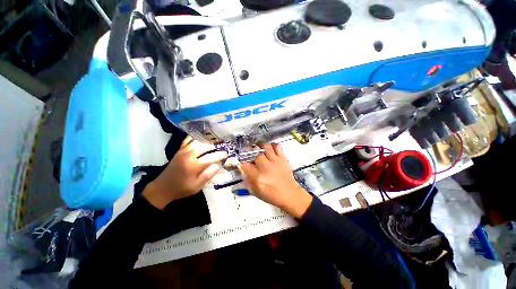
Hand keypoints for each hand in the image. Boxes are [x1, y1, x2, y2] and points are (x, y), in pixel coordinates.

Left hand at [142, 136, 227, 209]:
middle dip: (214, 146)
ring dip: (206, 141)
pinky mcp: (179, 151)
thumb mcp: (196, 187)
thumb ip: (207, 175)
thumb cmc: (181, 188)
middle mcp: (188, 155)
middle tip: (221, 146)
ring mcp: (183, 151)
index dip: (220, 155)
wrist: (162, 188)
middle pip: (204, 147)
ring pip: (197, 142)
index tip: (226, 154)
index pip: (210, 158)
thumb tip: (217, 165)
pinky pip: (187, 140)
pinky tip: (200, 137)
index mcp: (193, 166)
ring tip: (214, 141)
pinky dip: (195, 137)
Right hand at [239, 143, 312, 217]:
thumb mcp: (256, 192)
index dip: (242, 163)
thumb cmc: (272, 195)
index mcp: (258, 178)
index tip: (244, 164)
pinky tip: (270, 149)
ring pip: (265, 147)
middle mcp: (266, 167)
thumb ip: (247, 181)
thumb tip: (243, 170)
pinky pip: (277, 146)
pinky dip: (272, 145)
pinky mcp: (282, 159)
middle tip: (251, 155)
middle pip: (255, 154)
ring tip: (259, 150)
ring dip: (260, 147)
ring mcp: (275, 161)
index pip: (245, 165)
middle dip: (250, 153)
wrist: (289, 194)